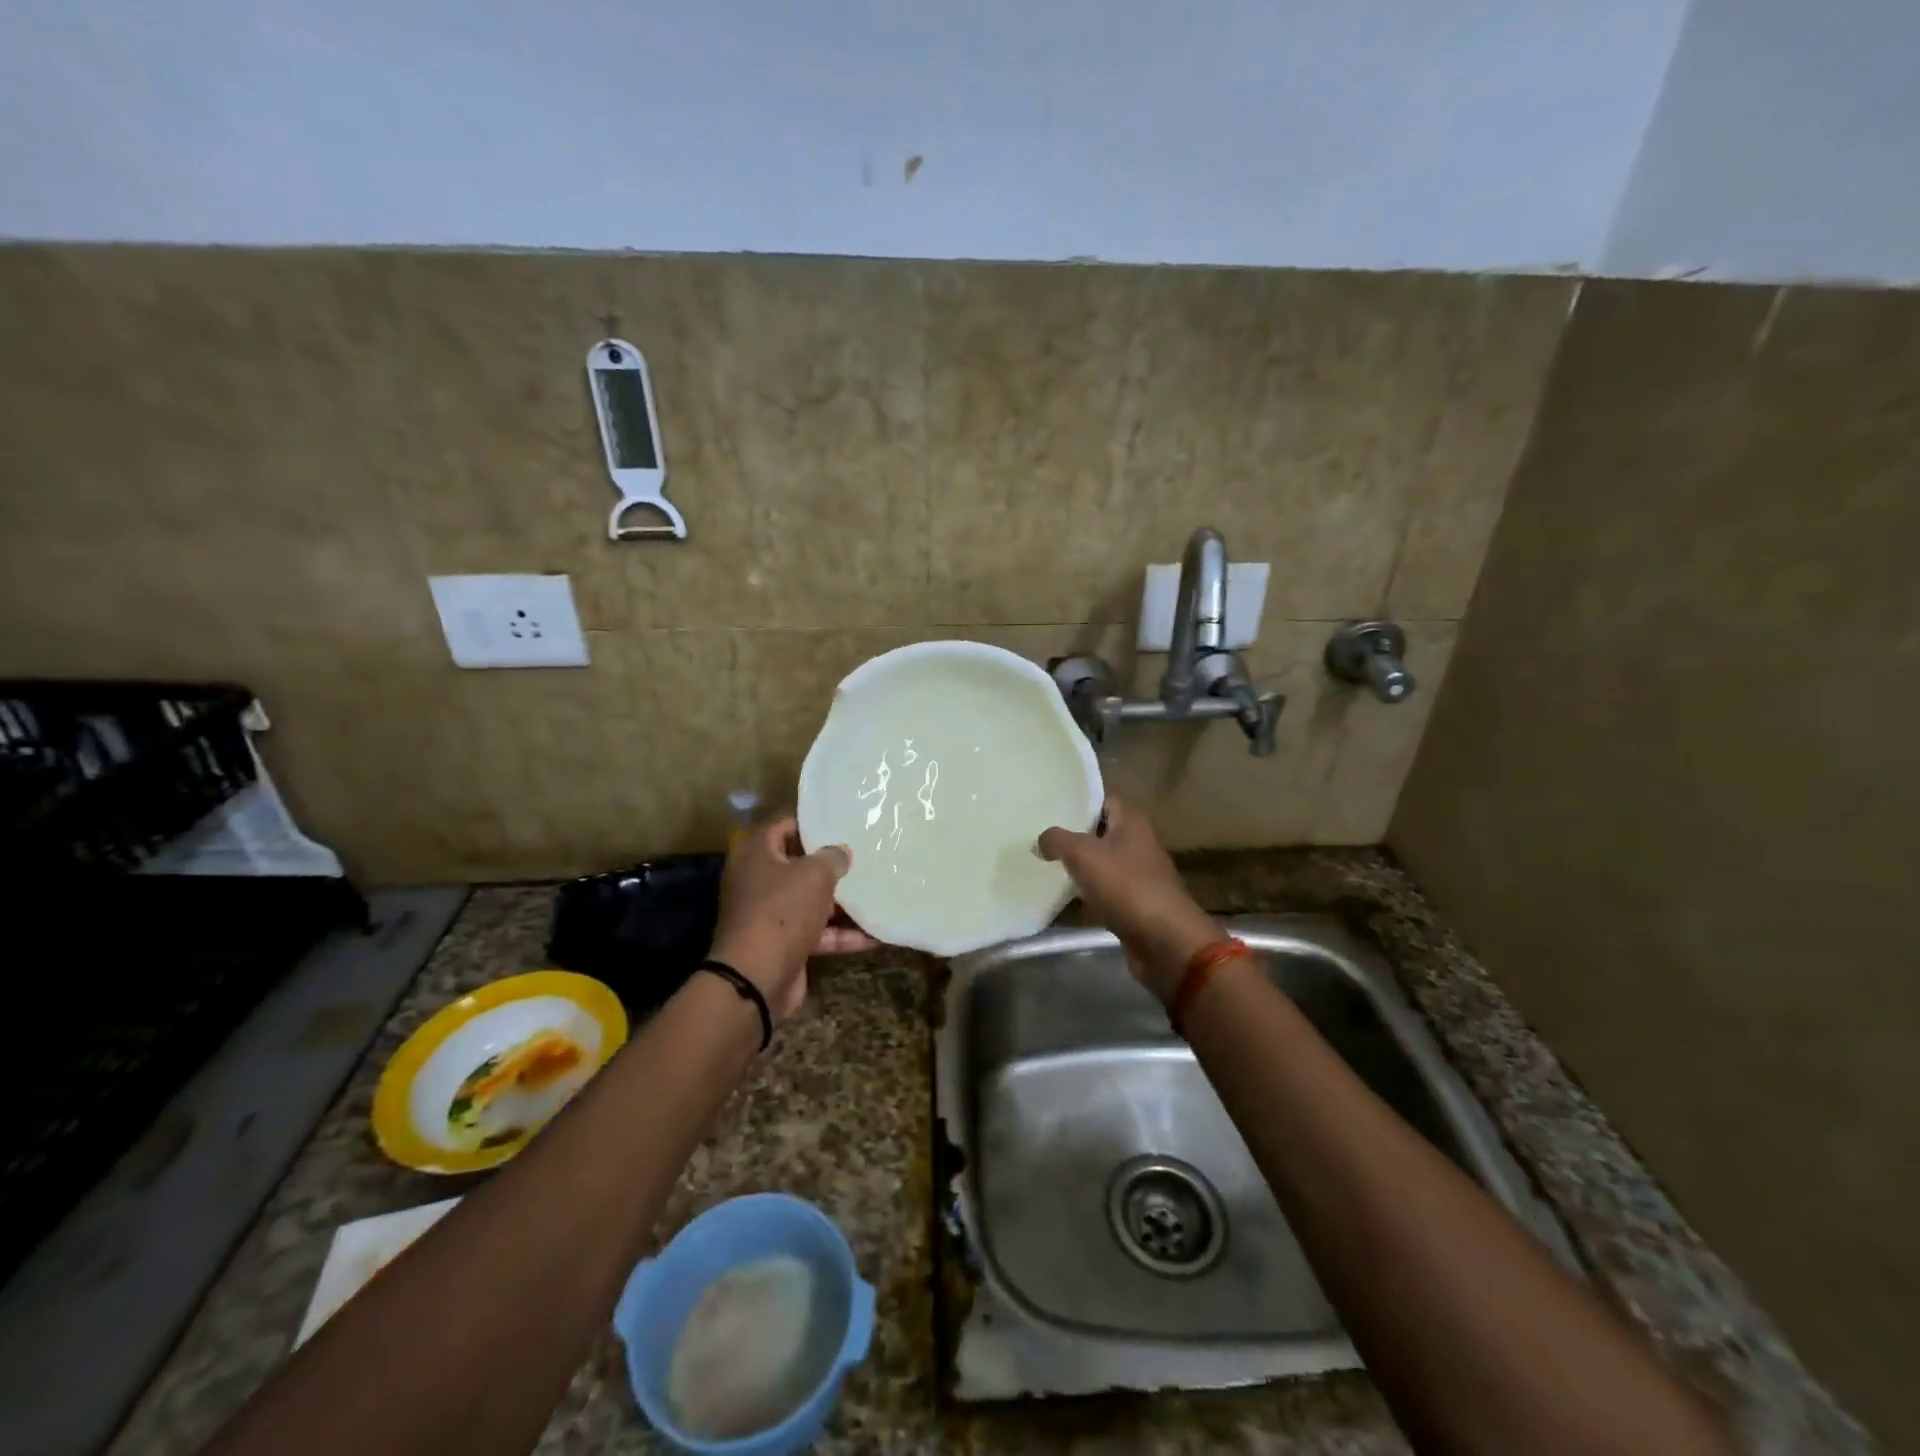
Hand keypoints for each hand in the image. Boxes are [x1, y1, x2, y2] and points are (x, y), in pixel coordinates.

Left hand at [709, 817, 874, 1022]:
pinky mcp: (783, 945)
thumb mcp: (815, 874)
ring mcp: (769, 916)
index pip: (784, 827)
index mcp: (755, 854)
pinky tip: (875, 936)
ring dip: (841, 903)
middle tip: (864, 857)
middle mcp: (757, 881)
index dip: (812, 825)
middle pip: (798, 866)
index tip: (842, 825)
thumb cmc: (782, 910)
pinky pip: (817, 933)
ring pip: (809, 901)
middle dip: (830, 865)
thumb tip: (841, 852)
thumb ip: (832, 857)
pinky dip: (842, 935)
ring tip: (877, 893)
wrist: (756, 978)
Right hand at [1038, 798, 1219, 1001]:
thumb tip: (1042, 840)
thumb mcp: (1083, 854)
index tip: (1048, 808)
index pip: (1103, 800)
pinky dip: (1086, 895)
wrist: (1163, 940)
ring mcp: (1138, 876)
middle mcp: (1138, 844)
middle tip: (1039, 836)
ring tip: (1043, 865)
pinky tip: (1062, 898)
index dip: (1078, 801)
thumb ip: (1057, 840)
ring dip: (1078, 867)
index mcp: (1132, 822)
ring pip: (1101, 864)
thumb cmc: (1126, 886)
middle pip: (1100, 833)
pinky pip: (1104, 893)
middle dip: (1073, 836)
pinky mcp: (1135, 904)